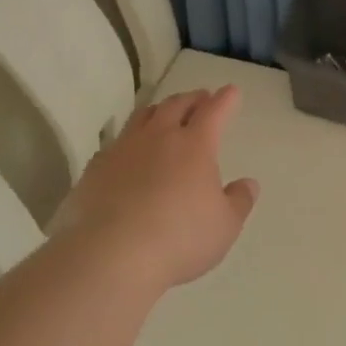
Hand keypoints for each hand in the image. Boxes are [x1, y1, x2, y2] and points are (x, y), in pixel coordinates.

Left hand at [49, 87, 259, 293]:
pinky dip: (129, 141)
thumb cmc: (180, 238)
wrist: (113, 254)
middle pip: (176, 105)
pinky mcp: (96, 167)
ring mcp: (124, 149)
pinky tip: (128, 152)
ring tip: (164, 113)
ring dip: (159, 111)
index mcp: (195, 145)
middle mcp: (158, 137)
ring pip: (143, 116)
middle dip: (192, 99)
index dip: (225, 100)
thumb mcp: (224, 226)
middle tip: (200, 98)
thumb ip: (239, 201)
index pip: (214, 111)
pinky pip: (116, 143)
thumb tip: (248, 183)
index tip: (231, 91)